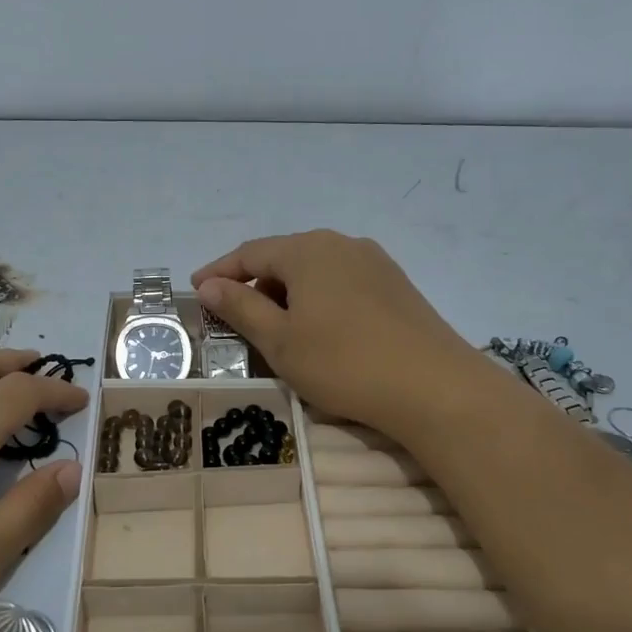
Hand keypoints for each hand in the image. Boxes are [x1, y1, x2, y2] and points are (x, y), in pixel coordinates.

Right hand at [193, 231, 496, 440]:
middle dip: (254, 284)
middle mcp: (341, 244)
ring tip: (276, 328)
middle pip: (284, 258)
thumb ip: (241, 308)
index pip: (250, 253)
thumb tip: (209, 285)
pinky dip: (319, 300)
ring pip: (316, 271)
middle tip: (234, 317)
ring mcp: (374, 262)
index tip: (196, 291)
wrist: (435, 387)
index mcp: (307, 250)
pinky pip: (343, 283)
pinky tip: (321, 329)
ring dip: (288, 294)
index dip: (219, 272)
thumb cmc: (344, 362)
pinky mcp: (397, 285)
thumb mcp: (281, 340)